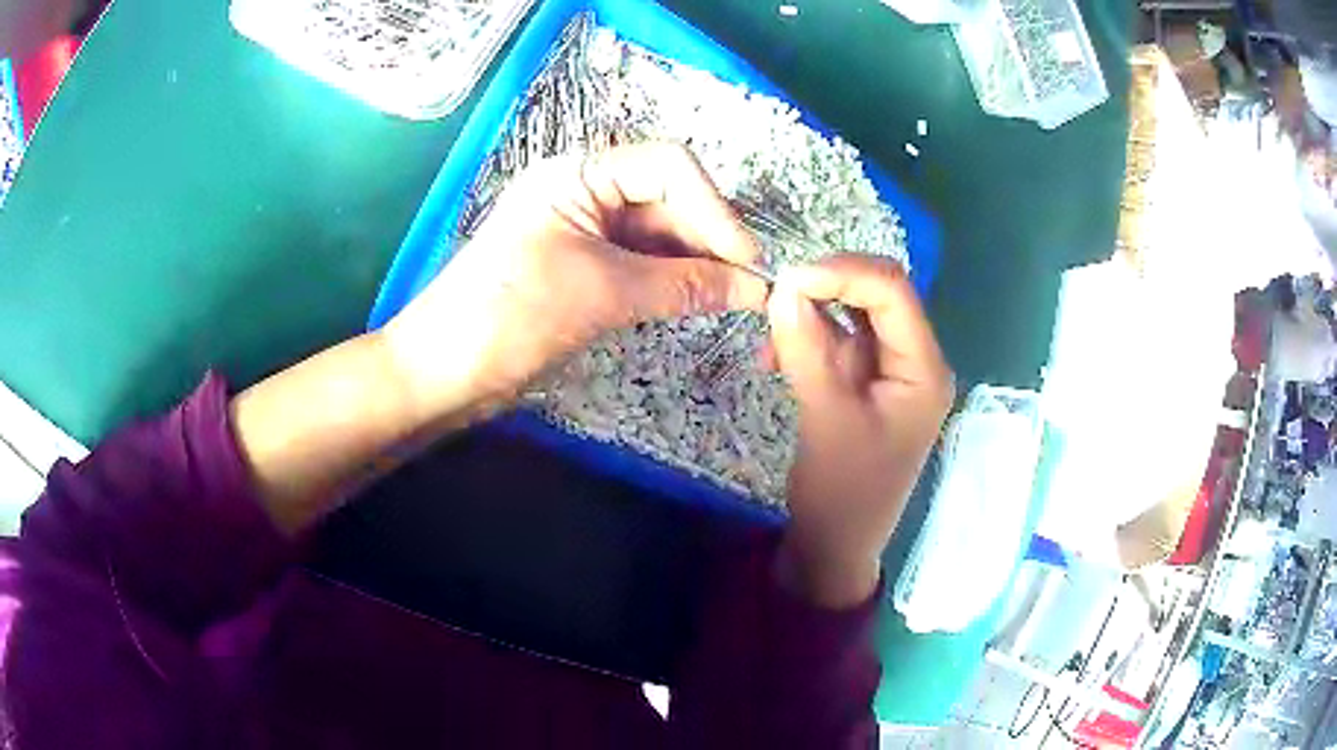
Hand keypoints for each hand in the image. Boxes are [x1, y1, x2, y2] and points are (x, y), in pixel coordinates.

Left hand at [234, 144, 767, 533]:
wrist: (442, 372)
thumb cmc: (508, 317)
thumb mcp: (600, 293)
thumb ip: (682, 285)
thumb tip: (753, 288)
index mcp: (577, 175)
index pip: (667, 166)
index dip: (714, 207)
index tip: (746, 259)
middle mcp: (584, 193)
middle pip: (668, 200)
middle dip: (710, 239)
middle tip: (750, 287)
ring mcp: (584, 232)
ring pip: (659, 235)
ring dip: (697, 263)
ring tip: (735, 299)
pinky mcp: (584, 269)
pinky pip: (643, 264)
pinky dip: (673, 282)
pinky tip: (700, 302)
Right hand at [768, 255, 952, 607]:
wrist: (834, 547)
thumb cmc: (842, 493)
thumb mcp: (825, 418)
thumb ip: (807, 349)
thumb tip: (783, 289)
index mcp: (925, 370)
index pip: (893, 293)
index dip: (843, 273)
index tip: (788, 280)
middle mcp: (916, 362)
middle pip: (878, 297)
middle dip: (827, 289)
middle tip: (776, 299)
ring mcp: (892, 374)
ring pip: (855, 316)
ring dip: (812, 315)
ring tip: (770, 337)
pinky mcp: (868, 386)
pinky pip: (840, 343)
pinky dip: (809, 340)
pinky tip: (776, 357)